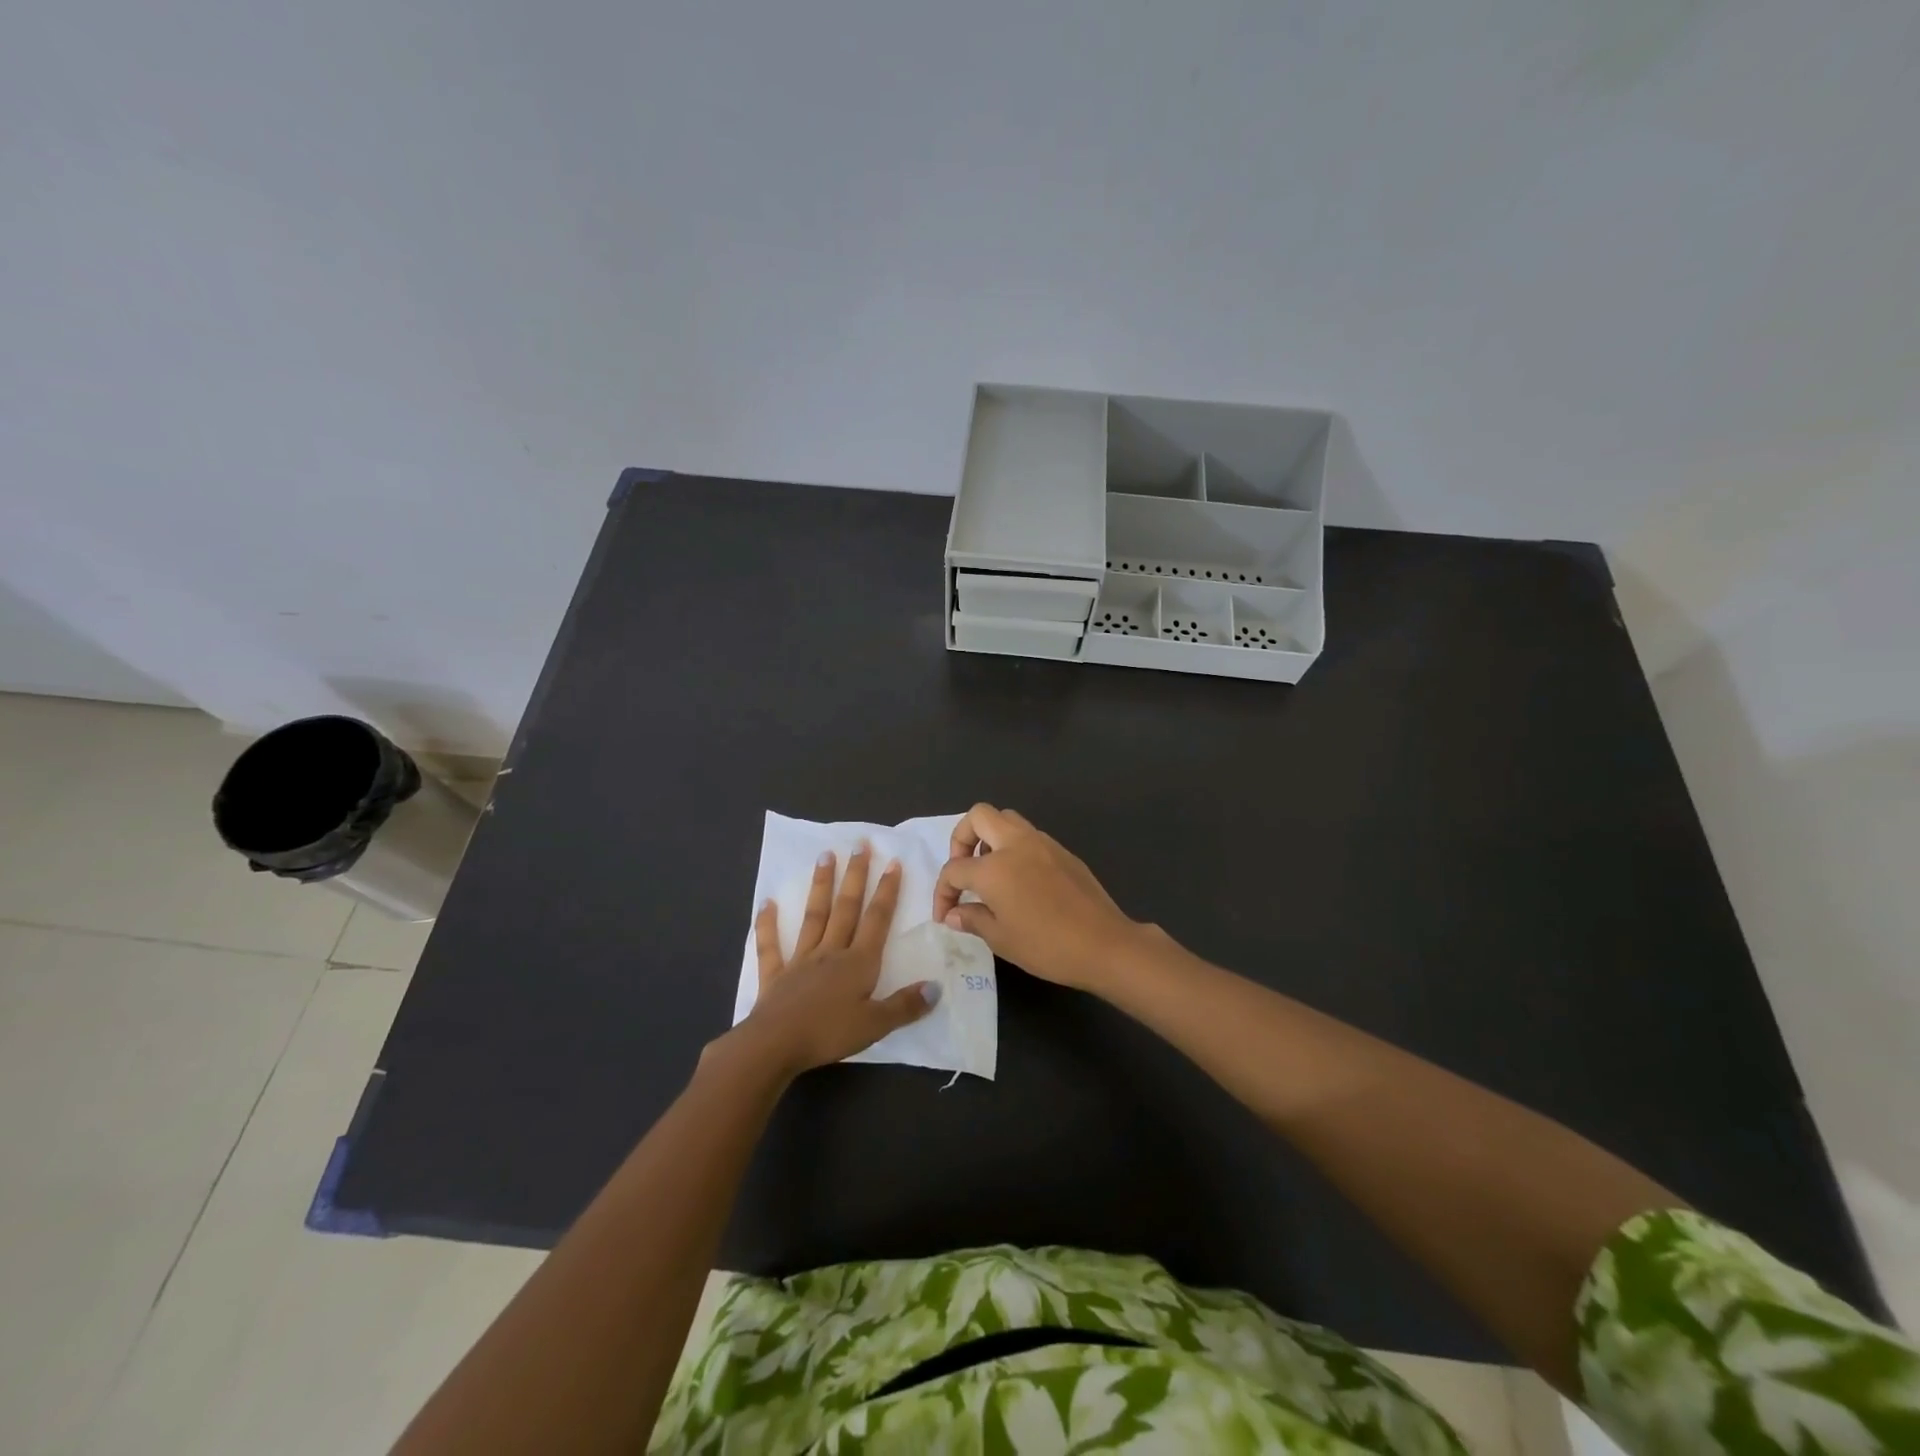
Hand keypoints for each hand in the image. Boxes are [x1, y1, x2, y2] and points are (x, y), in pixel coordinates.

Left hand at [732, 845, 937, 1077]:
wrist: (775, 1045)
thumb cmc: (828, 1034)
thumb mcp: (875, 1025)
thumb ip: (905, 1006)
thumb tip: (936, 987)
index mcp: (858, 962)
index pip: (877, 919)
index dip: (887, 891)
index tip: (893, 862)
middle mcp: (831, 952)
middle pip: (846, 907)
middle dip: (856, 876)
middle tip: (860, 845)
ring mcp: (801, 960)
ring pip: (814, 916)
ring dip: (821, 886)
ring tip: (825, 856)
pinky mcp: (776, 975)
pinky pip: (771, 946)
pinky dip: (768, 924)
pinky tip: (766, 904)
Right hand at [931, 804, 1145, 991]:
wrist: (1104, 944)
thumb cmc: (1047, 946)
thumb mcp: (1001, 939)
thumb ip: (973, 919)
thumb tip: (954, 913)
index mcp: (993, 867)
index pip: (954, 870)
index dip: (943, 892)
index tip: (945, 915)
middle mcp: (1015, 844)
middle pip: (978, 817)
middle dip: (962, 839)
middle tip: (964, 869)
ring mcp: (1042, 843)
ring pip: (1006, 819)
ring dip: (990, 838)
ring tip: (990, 872)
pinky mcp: (1063, 851)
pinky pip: (1029, 836)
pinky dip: (1014, 848)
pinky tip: (1020, 880)